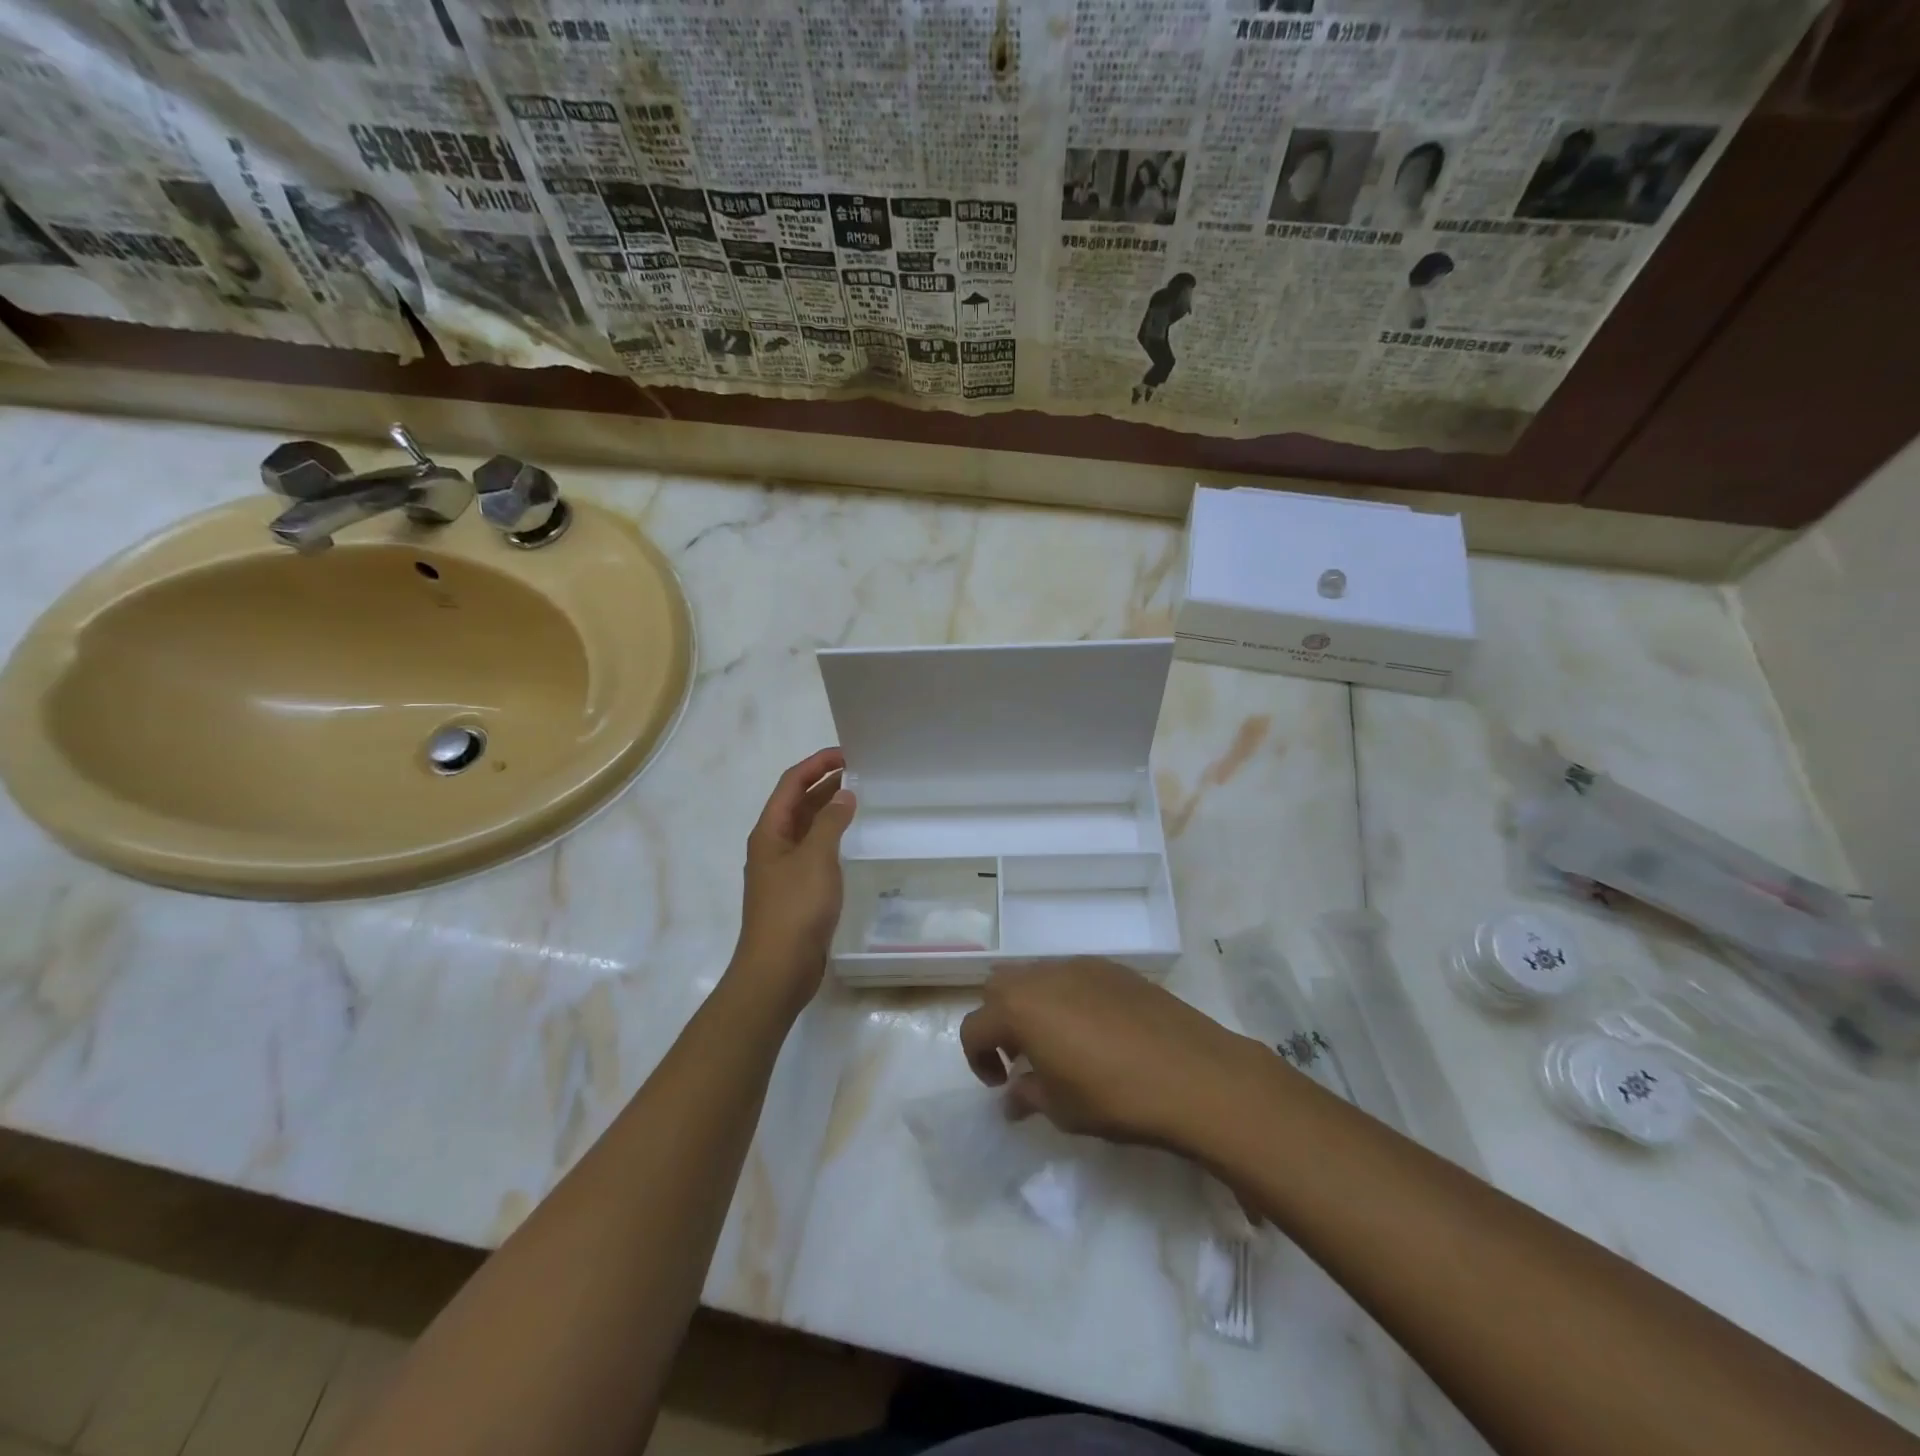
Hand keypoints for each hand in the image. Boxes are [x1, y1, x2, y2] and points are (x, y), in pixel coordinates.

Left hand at [728, 748, 855, 1015]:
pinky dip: (830, 836)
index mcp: (769, 831)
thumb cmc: (795, 908)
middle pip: (796, 802)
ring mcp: (783, 869)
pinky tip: (850, 839)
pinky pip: (814, 850)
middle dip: (824, 783)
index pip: (791, 784)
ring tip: (859, 797)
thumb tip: (844, 794)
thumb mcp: (816, 858)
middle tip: (859, 772)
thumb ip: (830, 822)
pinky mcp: (796, 890)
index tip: (847, 754)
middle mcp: (772, 845)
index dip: (816, 764)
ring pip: (806, 827)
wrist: (778, 969)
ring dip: (828, 809)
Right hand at [958, 958, 1268, 1154]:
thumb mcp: (1062, 1108)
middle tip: (1024, 1057)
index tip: (1001, 1084)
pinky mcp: (1114, 968)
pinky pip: (1074, 976)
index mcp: (1019, 1008)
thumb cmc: (1116, 1097)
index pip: (974, 1027)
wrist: (1194, 1074)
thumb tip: (1012, 1097)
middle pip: (1000, 988)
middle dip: (1001, 1020)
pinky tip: (1097, 1031)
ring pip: (1037, 976)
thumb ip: (1027, 1096)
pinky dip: (1068, 997)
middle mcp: (1043, 976)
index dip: (978, 1059)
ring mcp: (1081, 966)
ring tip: (1061, 1043)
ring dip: (1034, 1005)